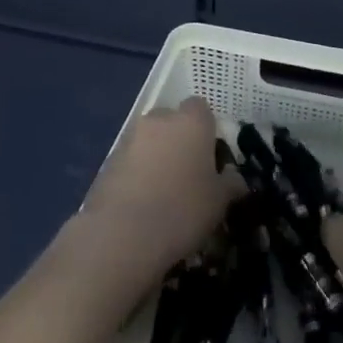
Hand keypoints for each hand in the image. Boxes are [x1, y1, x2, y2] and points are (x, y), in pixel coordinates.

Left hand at [75, 96, 236, 289]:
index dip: (206, 129)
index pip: (201, 108)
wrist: (123, 234)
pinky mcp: (108, 160)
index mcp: (191, 121)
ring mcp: (130, 137)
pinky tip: (141, 202)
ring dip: (156, 156)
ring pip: (149, 139)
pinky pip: (130, 159)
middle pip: (172, 120)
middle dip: (179, 140)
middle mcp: (159, 120)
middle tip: (187, 172)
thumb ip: (229, 183)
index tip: (210, 155)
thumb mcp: (219, 201)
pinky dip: (136, 172)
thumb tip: (234, 178)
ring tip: (163, 191)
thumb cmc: (183, 209)